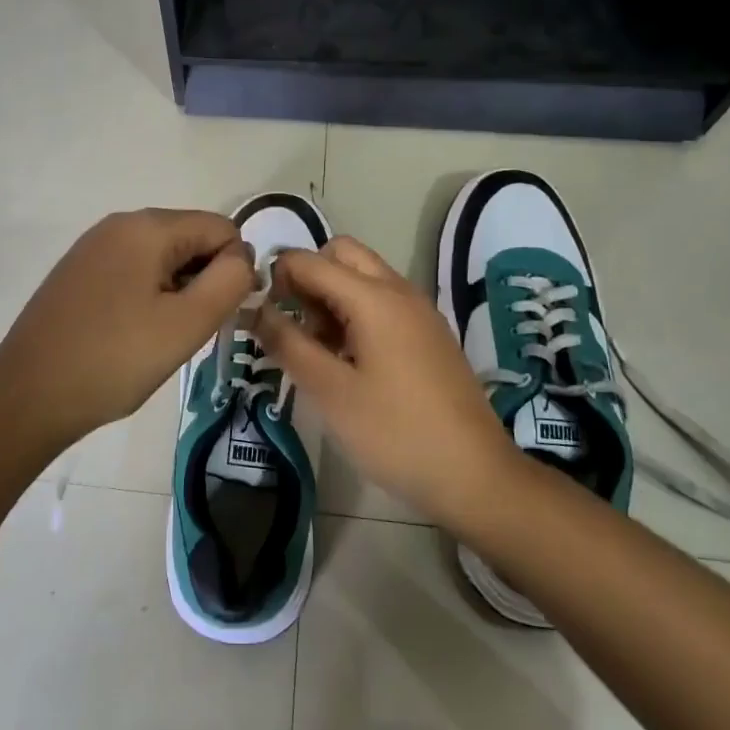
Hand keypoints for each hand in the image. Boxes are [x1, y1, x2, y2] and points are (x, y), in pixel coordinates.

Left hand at [0, 208, 255, 448]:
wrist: (28, 396)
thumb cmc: (114, 360)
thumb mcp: (186, 324)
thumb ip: (229, 282)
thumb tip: (242, 258)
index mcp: (146, 226)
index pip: (222, 229)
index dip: (233, 271)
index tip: (216, 317)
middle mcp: (118, 224)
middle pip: (191, 239)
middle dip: (202, 281)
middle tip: (185, 331)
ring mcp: (92, 247)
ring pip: (163, 259)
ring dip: (175, 293)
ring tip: (157, 338)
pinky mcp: (77, 272)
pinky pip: (132, 272)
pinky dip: (146, 297)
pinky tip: (131, 335)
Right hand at [254, 236, 514, 525]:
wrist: (474, 475)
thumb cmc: (394, 433)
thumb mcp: (330, 391)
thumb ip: (287, 343)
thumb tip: (254, 309)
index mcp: (374, 297)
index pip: (310, 261)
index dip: (276, 277)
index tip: (258, 313)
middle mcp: (399, 291)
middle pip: (342, 254)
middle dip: (308, 276)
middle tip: (292, 323)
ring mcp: (419, 311)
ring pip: (364, 276)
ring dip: (331, 294)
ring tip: (316, 347)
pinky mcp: (429, 334)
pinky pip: (383, 301)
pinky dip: (356, 311)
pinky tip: (347, 360)